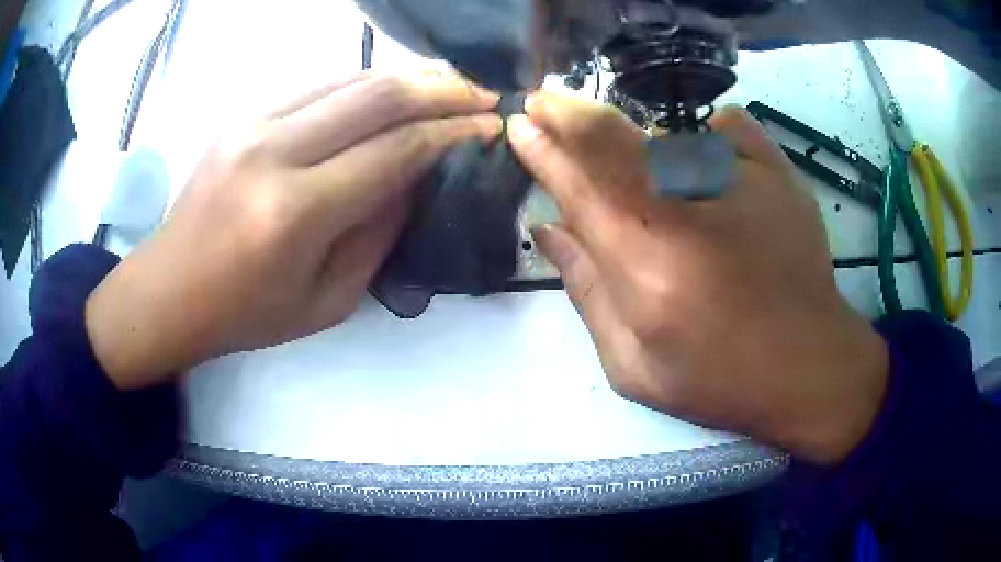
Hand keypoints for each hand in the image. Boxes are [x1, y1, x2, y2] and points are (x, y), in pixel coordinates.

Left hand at [86, 71, 502, 390]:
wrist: (170, 290)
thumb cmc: (247, 314)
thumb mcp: (327, 301)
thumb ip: (378, 234)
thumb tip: (417, 175)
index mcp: (295, 213)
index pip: (395, 150)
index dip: (453, 131)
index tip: (490, 125)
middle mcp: (273, 153)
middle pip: (378, 95)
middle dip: (443, 88)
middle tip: (482, 94)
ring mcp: (253, 124)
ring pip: (349, 77)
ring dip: (407, 77)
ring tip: (446, 86)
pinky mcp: (243, 115)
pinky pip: (317, 83)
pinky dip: (363, 82)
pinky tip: (388, 92)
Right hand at [508, 95, 888, 464]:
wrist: (809, 367)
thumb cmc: (720, 380)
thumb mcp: (633, 365)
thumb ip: (585, 291)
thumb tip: (547, 228)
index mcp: (647, 268)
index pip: (578, 187)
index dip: (543, 151)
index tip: (521, 125)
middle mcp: (690, 212)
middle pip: (614, 139)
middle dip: (568, 114)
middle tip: (546, 102)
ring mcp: (742, 183)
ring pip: (667, 134)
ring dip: (638, 142)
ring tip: (654, 182)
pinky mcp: (779, 174)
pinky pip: (727, 127)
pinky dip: (707, 136)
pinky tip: (709, 164)